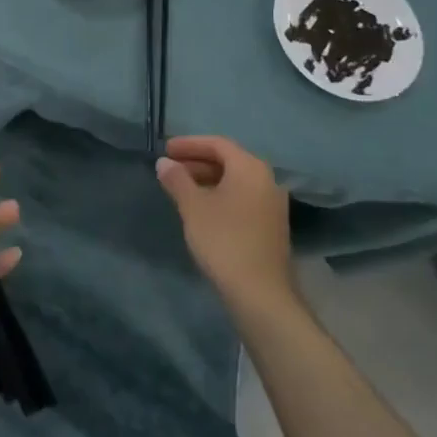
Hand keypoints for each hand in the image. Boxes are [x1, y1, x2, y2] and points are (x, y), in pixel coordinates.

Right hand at [156, 135, 298, 314]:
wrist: (260, 292)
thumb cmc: (223, 240)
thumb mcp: (193, 207)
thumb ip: (177, 180)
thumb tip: (164, 163)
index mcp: (250, 168)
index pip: (217, 144)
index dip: (189, 144)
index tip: (165, 149)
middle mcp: (267, 180)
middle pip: (229, 160)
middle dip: (197, 161)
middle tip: (170, 168)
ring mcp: (272, 204)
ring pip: (236, 180)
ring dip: (208, 179)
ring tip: (181, 188)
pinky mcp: (272, 225)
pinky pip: (243, 197)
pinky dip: (221, 194)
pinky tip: (202, 209)